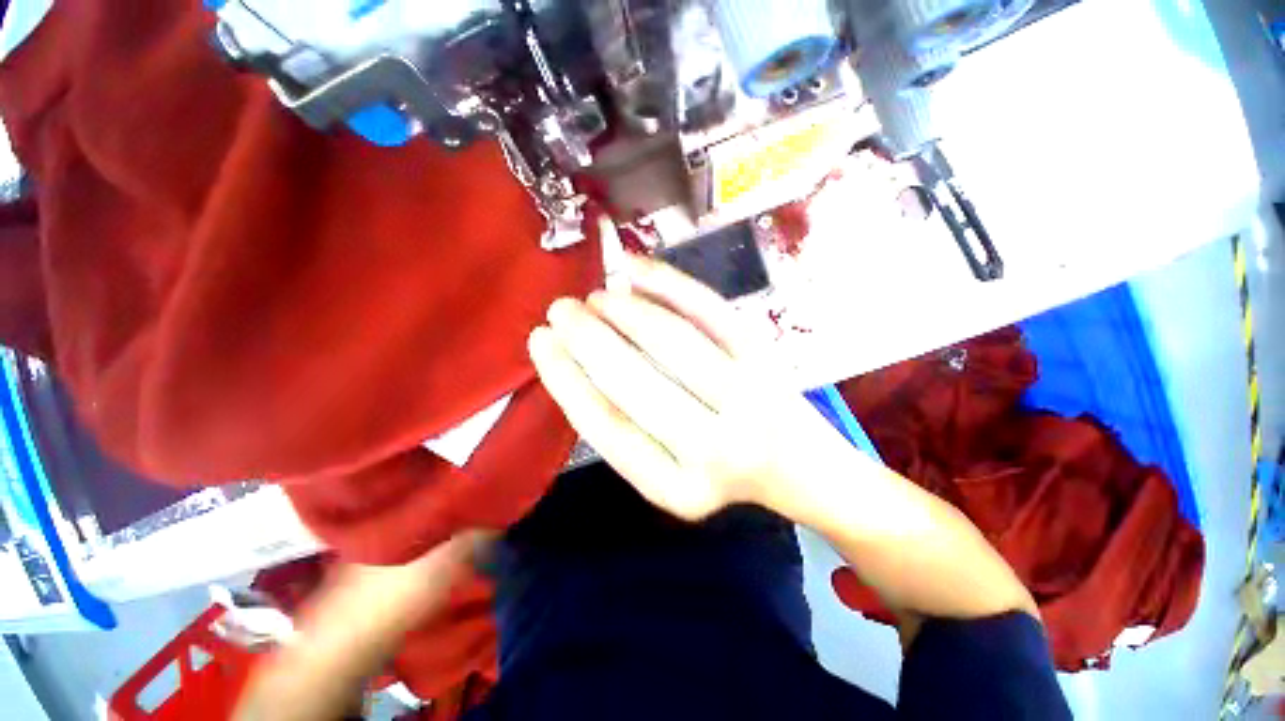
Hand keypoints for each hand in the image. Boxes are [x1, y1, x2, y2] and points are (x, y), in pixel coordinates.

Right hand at [527, 254, 842, 520]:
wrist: (800, 465)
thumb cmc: (722, 470)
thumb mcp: (669, 473)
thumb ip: (627, 430)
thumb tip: (578, 365)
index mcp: (678, 488)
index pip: (607, 428)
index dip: (567, 380)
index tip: (540, 343)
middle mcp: (714, 449)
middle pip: (638, 384)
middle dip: (590, 340)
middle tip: (560, 309)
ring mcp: (747, 397)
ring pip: (674, 342)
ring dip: (626, 311)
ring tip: (595, 295)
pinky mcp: (765, 358)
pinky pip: (711, 311)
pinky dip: (671, 284)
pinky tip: (636, 270)